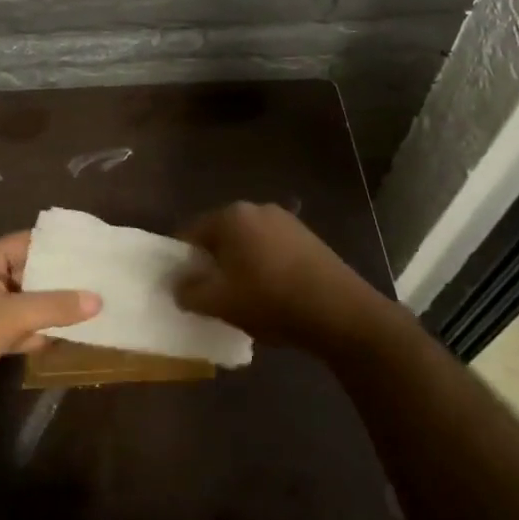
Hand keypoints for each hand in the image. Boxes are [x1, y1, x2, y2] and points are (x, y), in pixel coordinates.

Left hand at [0, 232, 98, 423]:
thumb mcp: (13, 315)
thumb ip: (55, 306)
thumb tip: (97, 299)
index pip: (26, 242)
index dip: (56, 245)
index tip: (88, 249)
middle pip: (27, 273)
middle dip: (58, 280)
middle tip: (96, 281)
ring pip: (23, 304)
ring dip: (49, 309)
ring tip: (88, 309)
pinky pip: (15, 329)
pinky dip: (35, 333)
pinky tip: (61, 339)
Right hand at [175, 202, 394, 355]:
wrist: (339, 311)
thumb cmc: (270, 300)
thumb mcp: (219, 302)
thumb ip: (189, 291)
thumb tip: (179, 284)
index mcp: (231, 216)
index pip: (190, 232)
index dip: (182, 261)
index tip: (184, 287)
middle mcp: (257, 208)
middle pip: (220, 235)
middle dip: (212, 262)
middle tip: (212, 294)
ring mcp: (287, 220)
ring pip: (248, 243)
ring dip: (240, 265)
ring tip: (243, 297)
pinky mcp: (308, 237)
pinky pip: (272, 249)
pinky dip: (264, 266)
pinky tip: (272, 294)